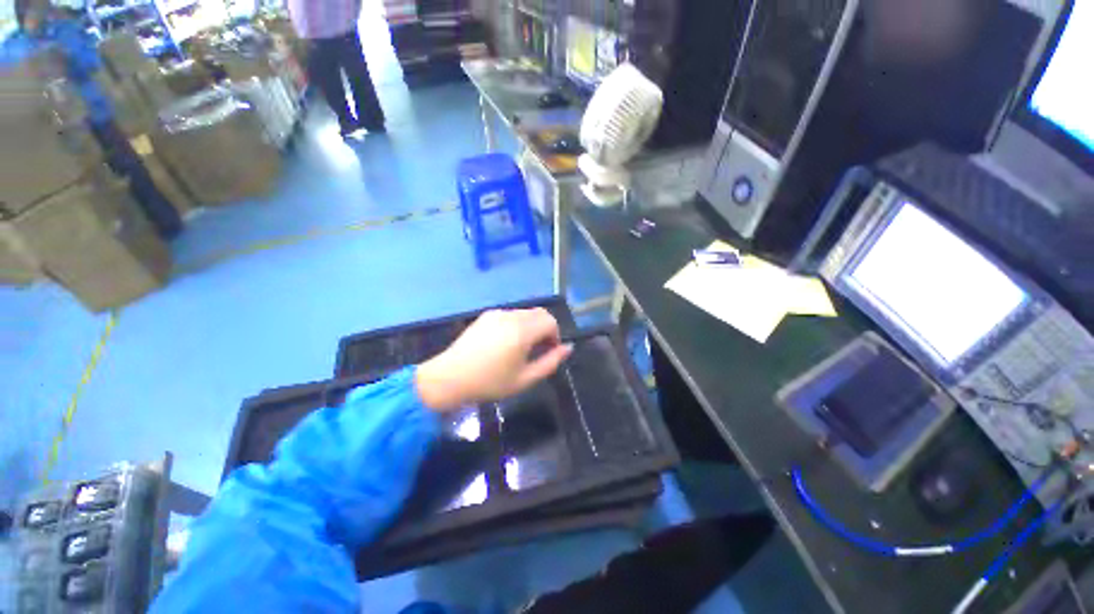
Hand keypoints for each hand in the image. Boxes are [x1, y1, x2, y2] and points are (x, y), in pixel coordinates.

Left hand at [415, 308, 573, 411]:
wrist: (449, 377)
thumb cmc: (490, 382)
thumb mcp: (525, 379)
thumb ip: (551, 362)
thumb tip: (567, 348)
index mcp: (522, 331)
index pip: (551, 321)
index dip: (555, 336)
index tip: (548, 352)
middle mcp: (511, 316)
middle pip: (540, 313)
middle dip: (545, 329)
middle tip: (537, 350)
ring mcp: (497, 313)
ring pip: (525, 313)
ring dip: (531, 326)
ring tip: (520, 348)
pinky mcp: (486, 315)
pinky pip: (510, 314)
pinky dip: (517, 324)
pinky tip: (504, 343)